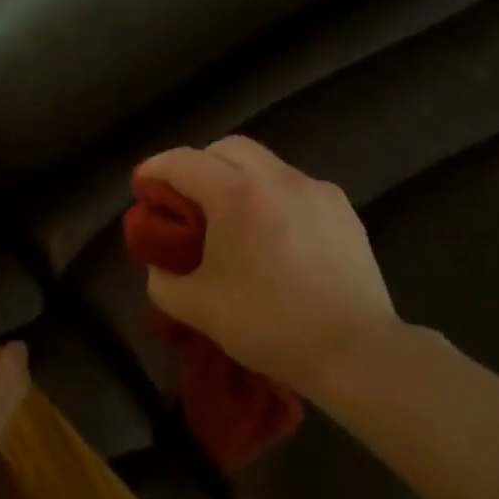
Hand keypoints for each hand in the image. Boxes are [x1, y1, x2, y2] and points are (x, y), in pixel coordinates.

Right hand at [135, 137, 401, 398]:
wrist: (356, 350)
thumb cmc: (270, 325)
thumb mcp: (199, 309)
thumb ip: (163, 281)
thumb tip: (159, 264)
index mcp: (237, 195)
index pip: (183, 162)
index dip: (155, 169)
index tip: (142, 186)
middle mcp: (277, 178)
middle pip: (227, 148)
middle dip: (199, 164)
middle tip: (186, 199)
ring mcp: (315, 189)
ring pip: (265, 163)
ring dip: (238, 178)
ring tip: (233, 218)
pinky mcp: (342, 208)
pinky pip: (296, 186)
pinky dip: (273, 196)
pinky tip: (275, 234)